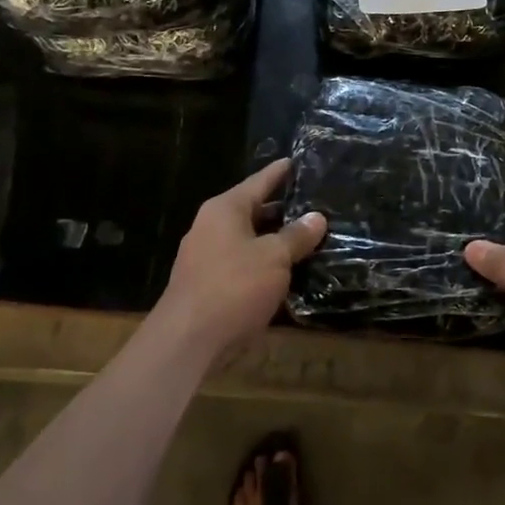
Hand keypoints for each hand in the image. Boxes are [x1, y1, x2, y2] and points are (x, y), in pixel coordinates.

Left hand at [155, 159, 326, 361]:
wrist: (186, 343)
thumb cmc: (233, 287)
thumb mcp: (274, 257)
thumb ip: (296, 236)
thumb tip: (317, 217)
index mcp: (225, 209)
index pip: (260, 181)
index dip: (281, 172)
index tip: (300, 161)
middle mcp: (212, 227)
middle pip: (255, 211)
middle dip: (285, 211)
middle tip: (318, 206)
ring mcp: (207, 257)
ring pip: (250, 241)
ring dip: (276, 242)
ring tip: (311, 239)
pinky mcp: (208, 286)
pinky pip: (243, 266)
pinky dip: (265, 266)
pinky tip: (289, 274)